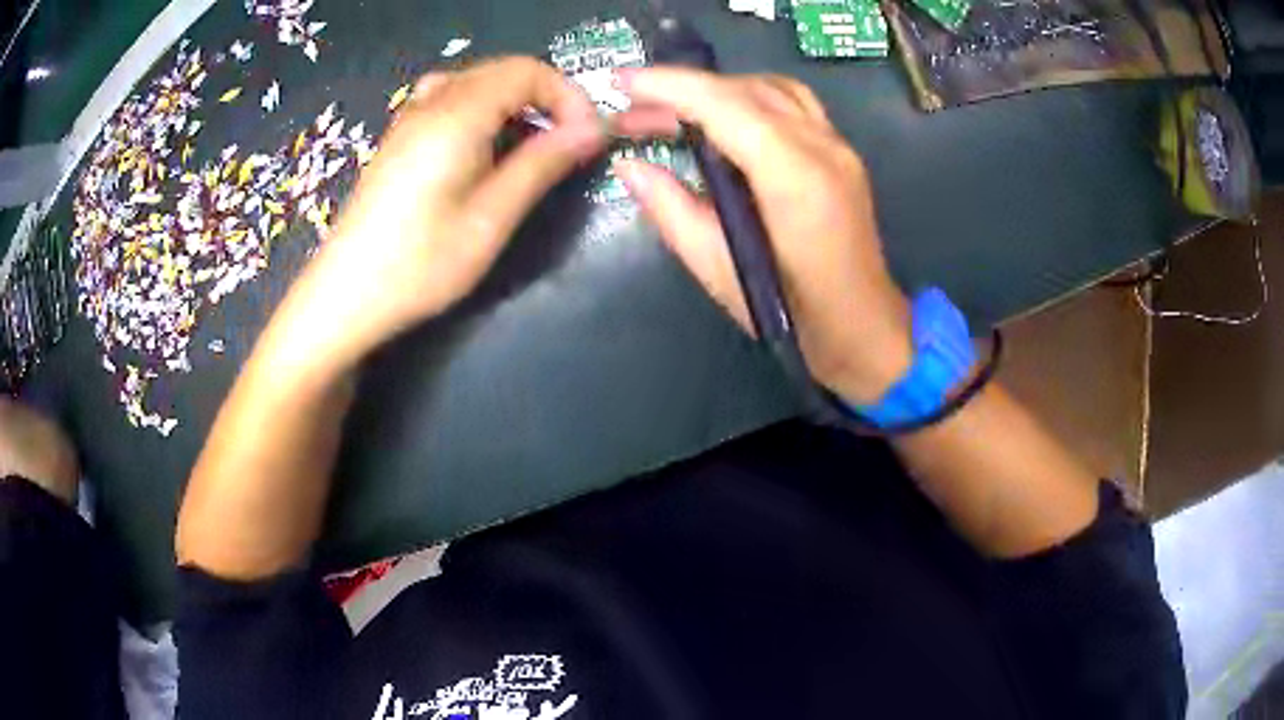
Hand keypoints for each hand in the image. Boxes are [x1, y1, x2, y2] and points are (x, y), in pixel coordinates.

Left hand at [267, 58, 604, 371]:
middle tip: (566, 145)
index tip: (587, 138)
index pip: (528, 71)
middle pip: (502, 70)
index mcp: (457, 114)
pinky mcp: (399, 138)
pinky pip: (449, 99)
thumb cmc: (421, 263)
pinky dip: (482, 109)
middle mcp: (431, 102)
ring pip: (476, 82)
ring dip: (513, 103)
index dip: (567, 96)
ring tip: (528, 146)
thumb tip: (593, 129)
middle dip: (545, 97)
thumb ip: (542, 163)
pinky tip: (482, 148)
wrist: (346, 295)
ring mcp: (409, 118)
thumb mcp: (492, 217)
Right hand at [612, 68, 910, 403]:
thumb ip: (671, 210)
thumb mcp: (719, 270)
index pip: (725, 105)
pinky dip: (749, 97)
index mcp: (793, 178)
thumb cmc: (794, 314)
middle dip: (682, 88)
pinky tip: (724, 118)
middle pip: (745, 89)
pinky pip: (793, 102)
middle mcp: (822, 147)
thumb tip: (629, 166)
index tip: (622, 83)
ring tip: (674, 110)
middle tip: (633, 109)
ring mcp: (838, 146)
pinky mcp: (842, 152)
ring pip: (771, 87)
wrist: (864, 327)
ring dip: (717, 89)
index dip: (669, 86)